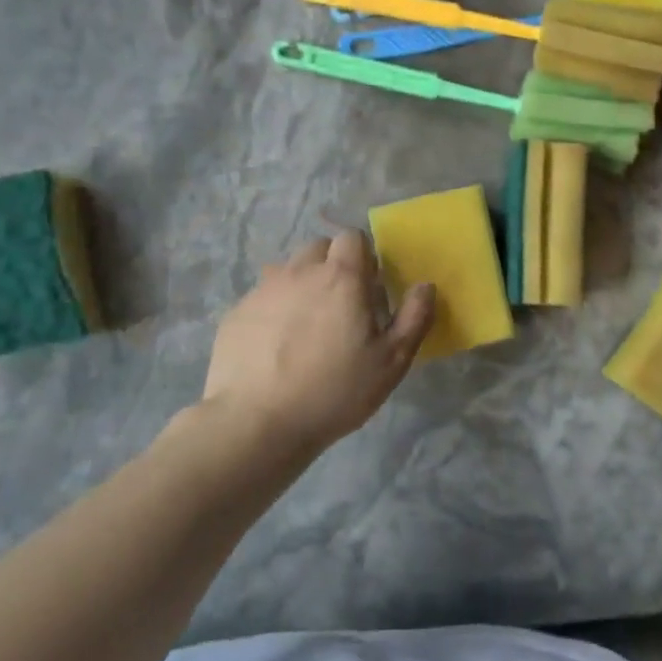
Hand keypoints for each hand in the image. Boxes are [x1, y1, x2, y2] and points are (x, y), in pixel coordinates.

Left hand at [198, 232, 433, 458]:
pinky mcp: (235, 313)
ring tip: (306, 325)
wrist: (257, 423)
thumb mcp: (392, 361)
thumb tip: (425, 286)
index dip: (363, 257)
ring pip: (288, 270)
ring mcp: (263, 291)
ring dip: (302, 285)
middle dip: (332, 266)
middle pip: (318, 248)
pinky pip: (262, 297)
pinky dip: (274, 310)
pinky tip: (276, 347)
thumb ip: (414, 317)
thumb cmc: (335, 390)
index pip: (352, 237)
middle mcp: (299, 272)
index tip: (368, 288)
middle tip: (341, 306)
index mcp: (341, 278)